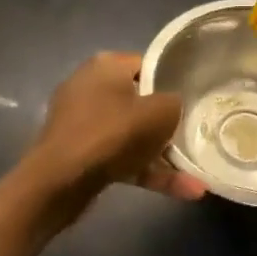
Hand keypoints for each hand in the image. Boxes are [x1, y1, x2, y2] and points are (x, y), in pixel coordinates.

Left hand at [28, 53, 206, 211]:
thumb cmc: (113, 134)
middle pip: (139, 101)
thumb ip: (174, 103)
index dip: (171, 81)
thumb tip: (172, 107)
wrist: (60, 182)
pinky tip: (183, 191)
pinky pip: (119, 156)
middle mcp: (89, 87)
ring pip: (130, 134)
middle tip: (190, 134)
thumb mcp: (161, 112)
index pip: (146, 65)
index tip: (190, 99)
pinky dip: (145, 171)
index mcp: (106, 65)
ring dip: (161, 155)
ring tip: (196, 175)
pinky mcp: (78, 153)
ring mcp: (80, 122)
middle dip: (165, 122)